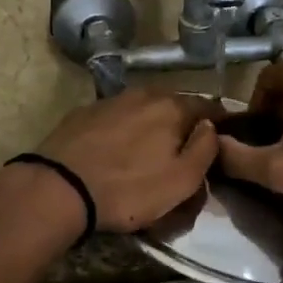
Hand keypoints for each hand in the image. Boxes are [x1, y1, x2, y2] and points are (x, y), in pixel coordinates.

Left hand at [36, 89, 220, 232]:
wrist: (59, 188)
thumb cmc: (128, 189)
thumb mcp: (181, 180)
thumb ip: (205, 149)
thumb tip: (210, 127)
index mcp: (172, 107)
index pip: (209, 107)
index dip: (219, 124)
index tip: (222, 141)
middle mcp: (143, 94)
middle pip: (174, 106)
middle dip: (183, 124)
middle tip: (184, 151)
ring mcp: (110, 101)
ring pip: (143, 109)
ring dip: (151, 125)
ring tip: (149, 151)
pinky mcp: (83, 113)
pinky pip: (116, 118)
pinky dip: (124, 130)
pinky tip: (117, 149)